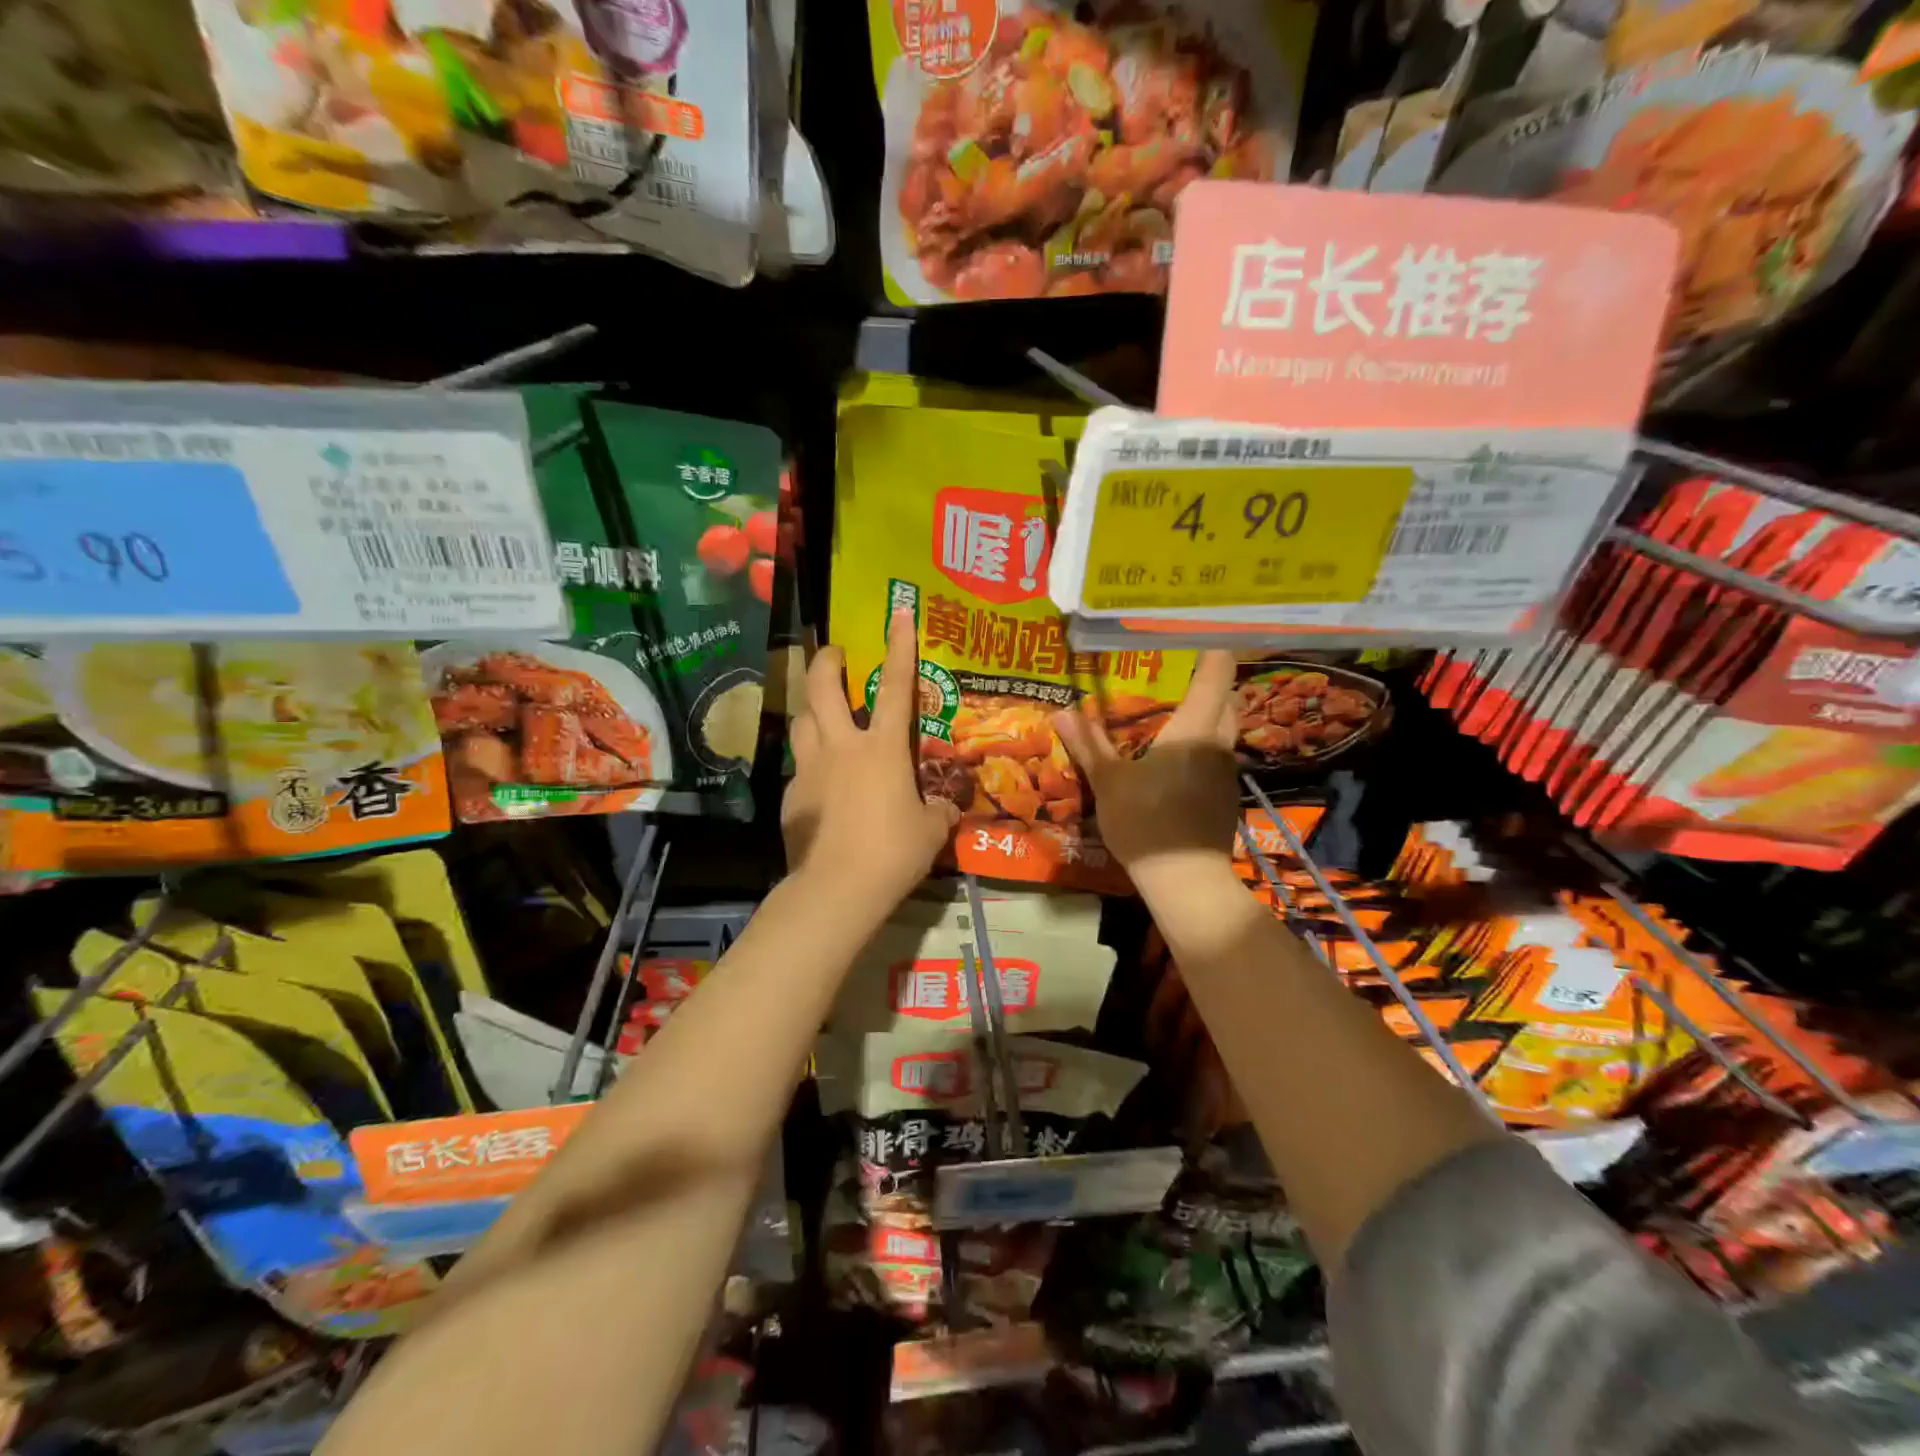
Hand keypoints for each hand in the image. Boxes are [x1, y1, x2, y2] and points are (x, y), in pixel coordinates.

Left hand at [783, 608, 960, 910]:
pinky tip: (820, 787)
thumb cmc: (892, 852)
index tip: (898, 612)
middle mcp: (840, 747)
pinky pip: (798, 768)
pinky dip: (809, 765)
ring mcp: (809, 769)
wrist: (836, 888)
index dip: (898, 646)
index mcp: (881, 748)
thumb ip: (938, 812)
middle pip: (822, 688)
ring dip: (812, 711)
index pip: (894, 686)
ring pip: (801, 722)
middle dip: (827, 662)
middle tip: (834, 654)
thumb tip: (946, 808)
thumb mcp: (930, 831)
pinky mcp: (789, 796)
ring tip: (822, 717)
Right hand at [1052, 651, 1240, 885]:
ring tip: (1170, 711)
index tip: (1191, 634)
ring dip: (1207, 714)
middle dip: (1208, 681)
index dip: (1211, 647)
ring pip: (1225, 727)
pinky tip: (1174, 758)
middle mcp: (1219, 742)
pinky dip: (1202, 744)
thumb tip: (1061, 712)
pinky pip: (1218, 754)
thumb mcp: (1109, 782)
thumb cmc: (1146, 821)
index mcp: (1195, 728)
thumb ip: (1089, 744)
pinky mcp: (1224, 794)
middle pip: (1227, 697)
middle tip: (1174, 674)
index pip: (1217, 672)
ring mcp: (1226, 770)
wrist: (1185, 880)